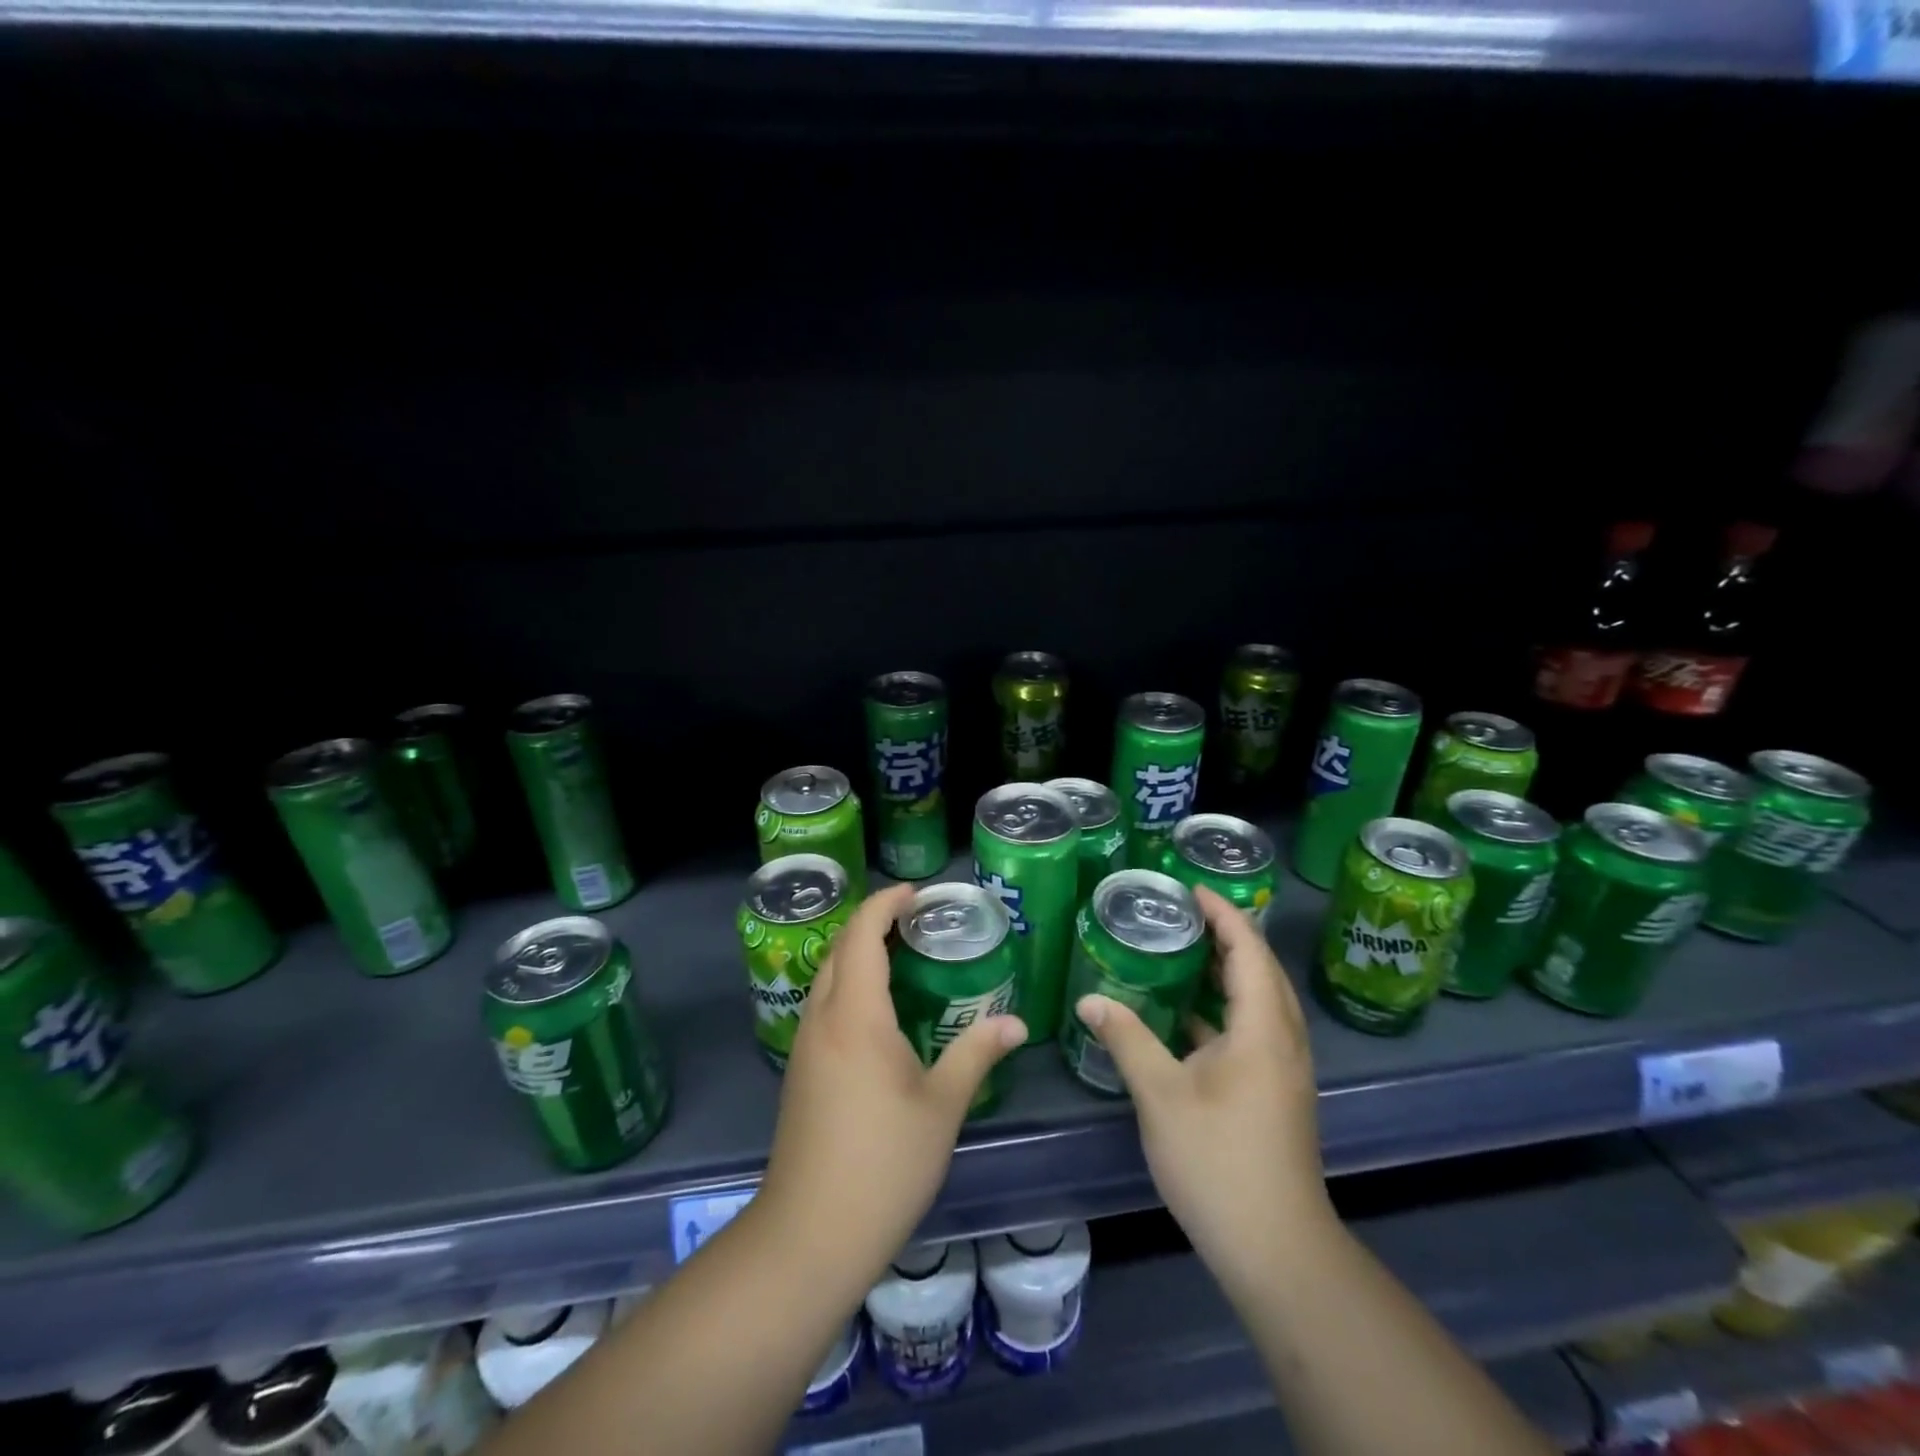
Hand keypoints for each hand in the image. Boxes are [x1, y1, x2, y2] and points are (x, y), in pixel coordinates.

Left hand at [757, 882, 1026, 1292]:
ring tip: (904, 955)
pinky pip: (824, 1005)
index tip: (917, 892)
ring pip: (827, 977)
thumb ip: (977, 1054)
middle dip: (873, 922)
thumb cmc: (884, 1163)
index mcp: (855, 1015)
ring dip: (859, 953)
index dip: (886, 903)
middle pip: (840, 948)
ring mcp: (805, 1045)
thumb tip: (1016, 1024)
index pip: (862, 934)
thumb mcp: (942, 1106)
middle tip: (918, 920)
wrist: (809, 1235)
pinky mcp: (800, 1071)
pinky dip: (850, 985)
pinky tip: (880, 1011)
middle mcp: (822, 1018)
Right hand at [1073, 885, 1332, 1287]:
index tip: (1191, 887)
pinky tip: (1187, 1015)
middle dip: (1226, 935)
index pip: (1248, 950)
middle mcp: (1283, 1039)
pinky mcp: (1277, 1091)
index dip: (1223, 914)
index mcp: (1263, 1028)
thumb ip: (1126, 1038)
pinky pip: (1254, 1028)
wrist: (1276, 1247)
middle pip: (1261, 970)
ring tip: (1182, 950)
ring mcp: (1284, 1069)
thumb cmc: (1218, 1159)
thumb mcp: (1161, 1094)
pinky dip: (1224, 1008)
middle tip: (1180, 913)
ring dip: (1227, 971)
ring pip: (1260, 1001)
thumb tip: (1089, 999)